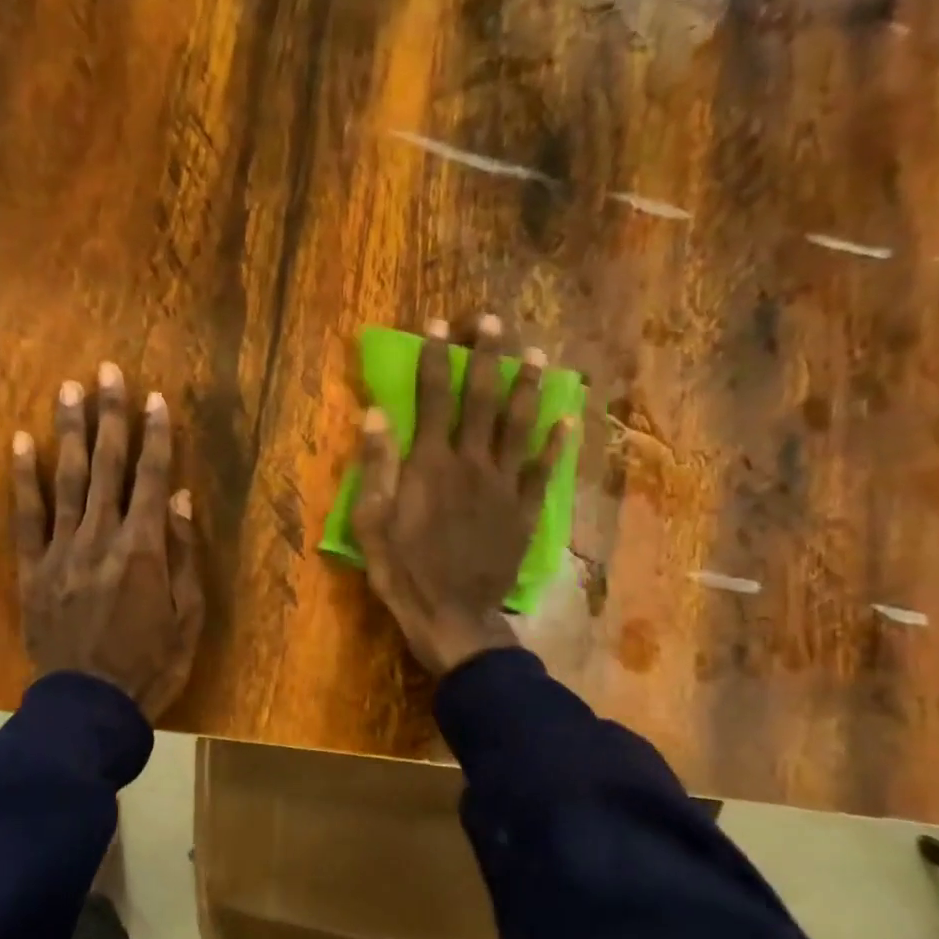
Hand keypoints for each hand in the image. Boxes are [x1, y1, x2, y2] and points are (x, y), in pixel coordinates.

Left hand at [13, 363, 204, 720]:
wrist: (90, 707)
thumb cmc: (151, 665)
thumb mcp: (188, 616)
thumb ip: (184, 553)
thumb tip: (182, 498)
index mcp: (144, 549)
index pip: (153, 478)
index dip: (156, 436)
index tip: (156, 398)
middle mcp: (102, 537)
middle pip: (109, 466)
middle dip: (111, 416)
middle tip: (108, 371)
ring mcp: (61, 551)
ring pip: (67, 480)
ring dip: (70, 432)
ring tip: (69, 389)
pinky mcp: (32, 570)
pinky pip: (26, 517)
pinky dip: (24, 478)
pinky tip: (22, 443)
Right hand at [353, 315, 571, 675]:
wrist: (451, 616)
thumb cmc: (403, 570)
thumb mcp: (372, 521)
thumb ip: (376, 466)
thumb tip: (376, 414)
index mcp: (431, 463)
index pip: (432, 397)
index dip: (435, 357)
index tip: (437, 325)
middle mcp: (472, 462)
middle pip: (483, 398)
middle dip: (486, 356)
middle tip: (492, 321)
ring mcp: (504, 486)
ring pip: (520, 425)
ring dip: (527, 387)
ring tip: (536, 355)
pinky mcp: (525, 511)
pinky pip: (544, 471)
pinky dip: (556, 444)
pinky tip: (566, 420)